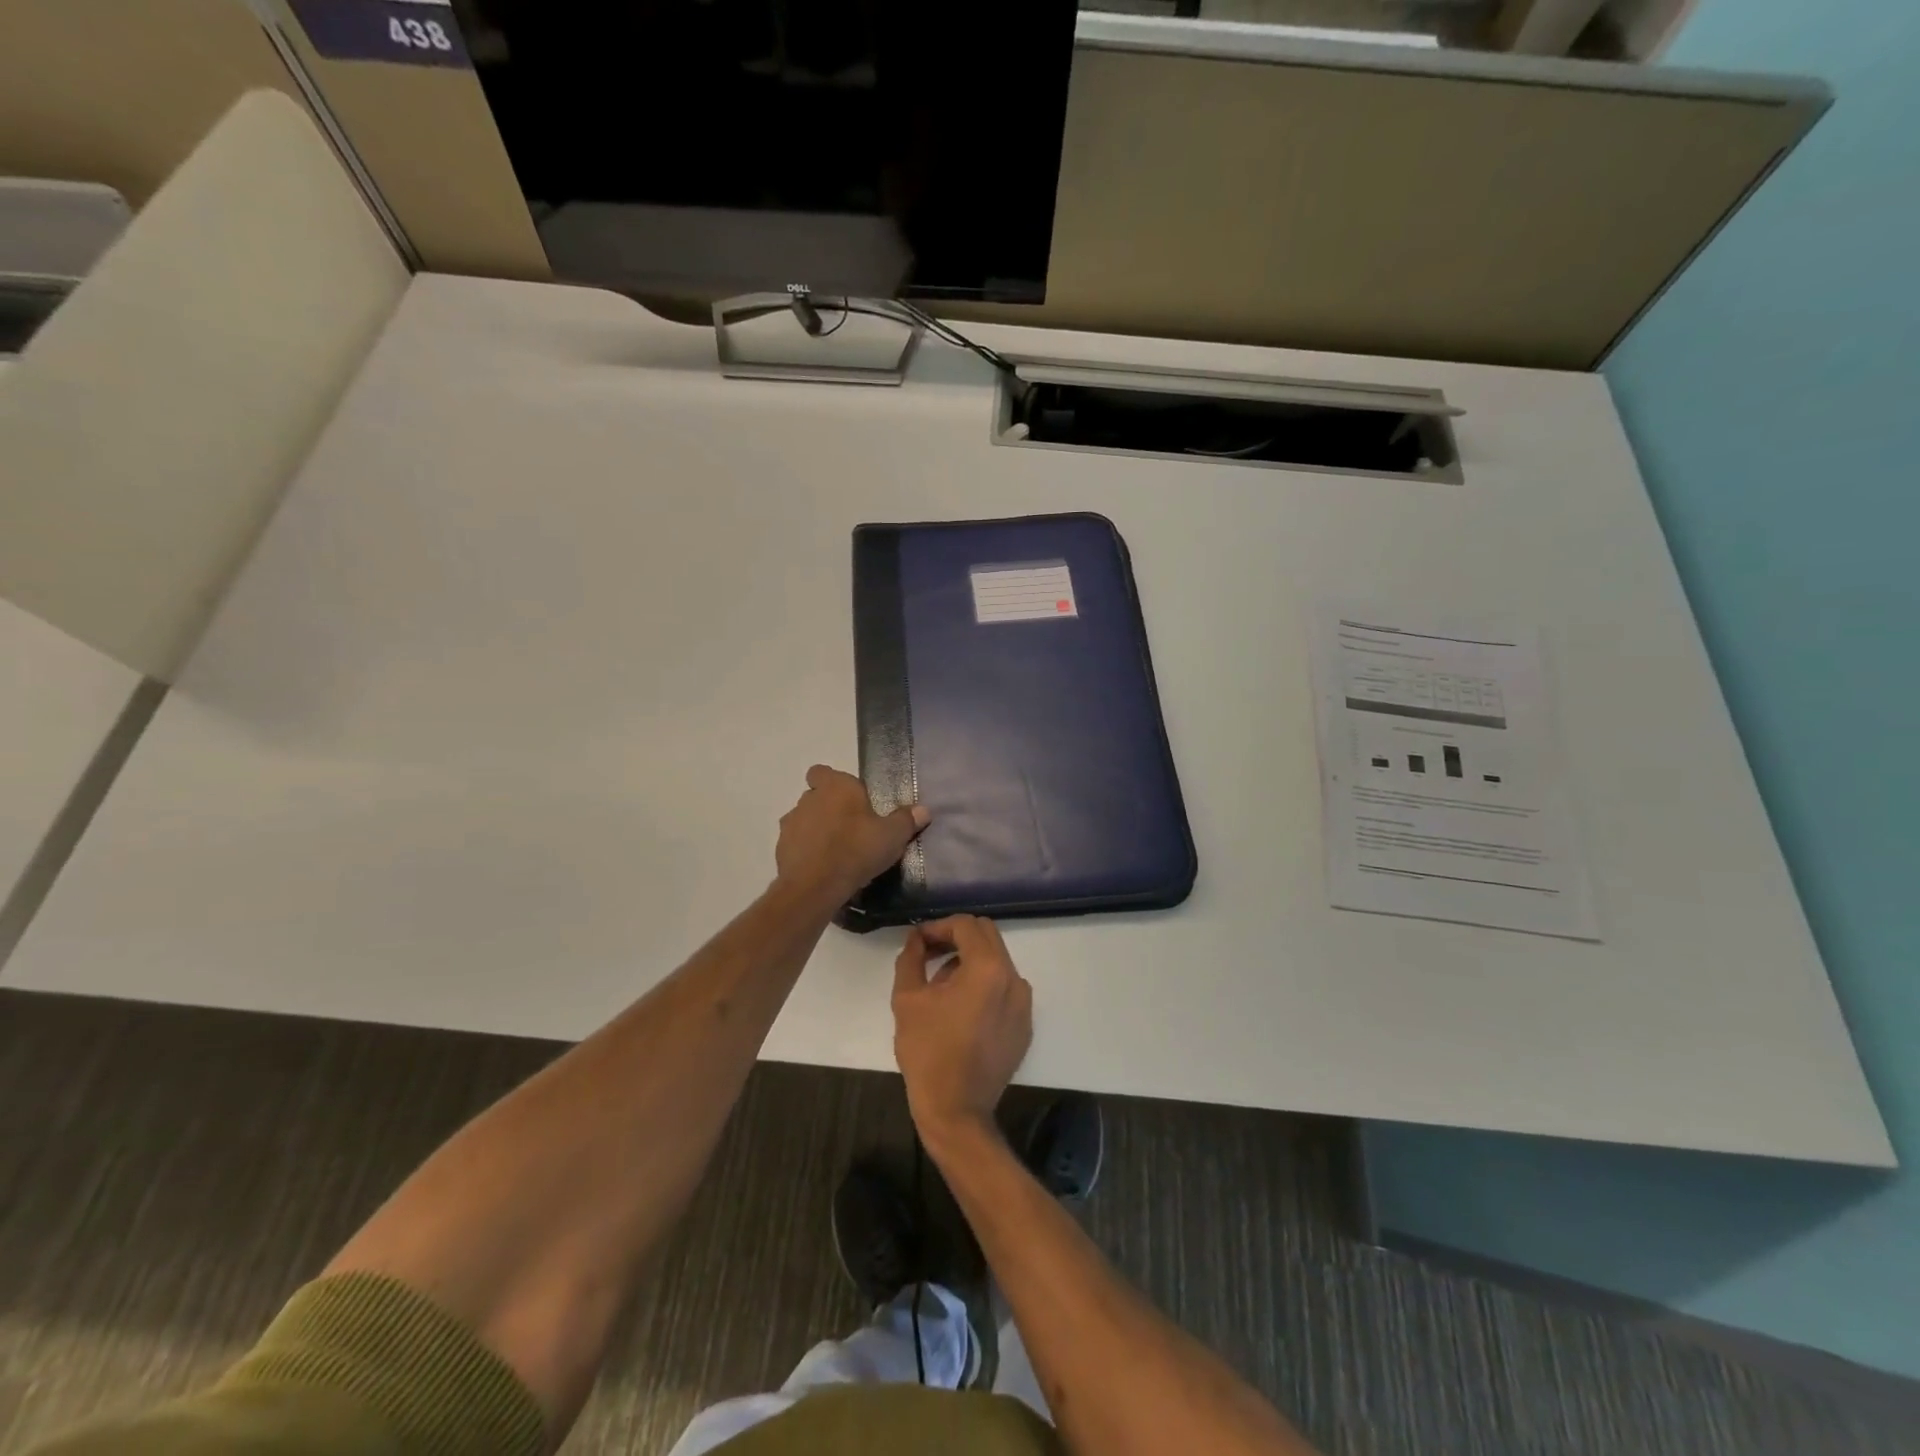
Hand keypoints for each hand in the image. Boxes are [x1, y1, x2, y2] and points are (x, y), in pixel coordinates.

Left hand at [776, 765, 928, 902]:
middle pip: (816, 796)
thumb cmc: (857, 850)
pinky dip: (807, 852)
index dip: (834, 782)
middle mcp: (809, 799)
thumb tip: (923, 810)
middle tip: (852, 828)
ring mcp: (791, 824)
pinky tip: (823, 868)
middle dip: (830, 808)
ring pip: (805, 820)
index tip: (851, 799)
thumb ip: (906, 820)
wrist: (815, 886)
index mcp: (836, 787)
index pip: (822, 771)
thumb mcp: (892, 836)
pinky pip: (797, 844)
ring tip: (837, 851)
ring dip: (817, 830)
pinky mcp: (781, 849)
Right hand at [892, 916, 1032, 1146]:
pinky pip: (1005, 989)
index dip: (939, 926)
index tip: (918, 941)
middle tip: (929, 954)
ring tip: (941, 985)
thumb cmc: (928, 1052)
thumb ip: (911, 958)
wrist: (956, 1110)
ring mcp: (1024, 1004)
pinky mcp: (1024, 1025)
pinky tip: (961, 1009)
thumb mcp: (907, 999)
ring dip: (970, 961)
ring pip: (997, 962)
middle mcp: (1014, 979)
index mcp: (988, 969)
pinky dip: (984, 985)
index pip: (966, 925)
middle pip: (987, 937)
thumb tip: (917, 939)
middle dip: (956, 938)